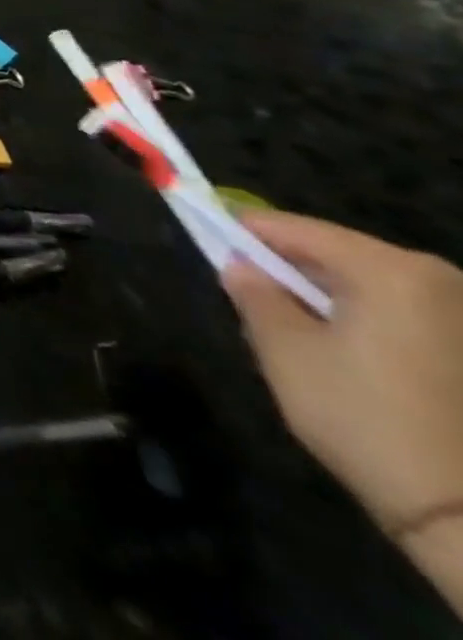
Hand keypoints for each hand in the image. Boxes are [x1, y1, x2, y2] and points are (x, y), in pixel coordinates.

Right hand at [223, 210, 462, 535]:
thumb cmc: (363, 417)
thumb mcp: (283, 349)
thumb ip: (253, 292)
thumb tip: (242, 267)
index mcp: (391, 270)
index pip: (291, 228)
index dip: (240, 233)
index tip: (207, 244)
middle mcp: (445, 283)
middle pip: (339, 255)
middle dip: (291, 272)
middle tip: (252, 299)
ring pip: (374, 288)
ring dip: (331, 301)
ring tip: (300, 336)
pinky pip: (408, 318)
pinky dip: (371, 327)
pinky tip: (354, 364)